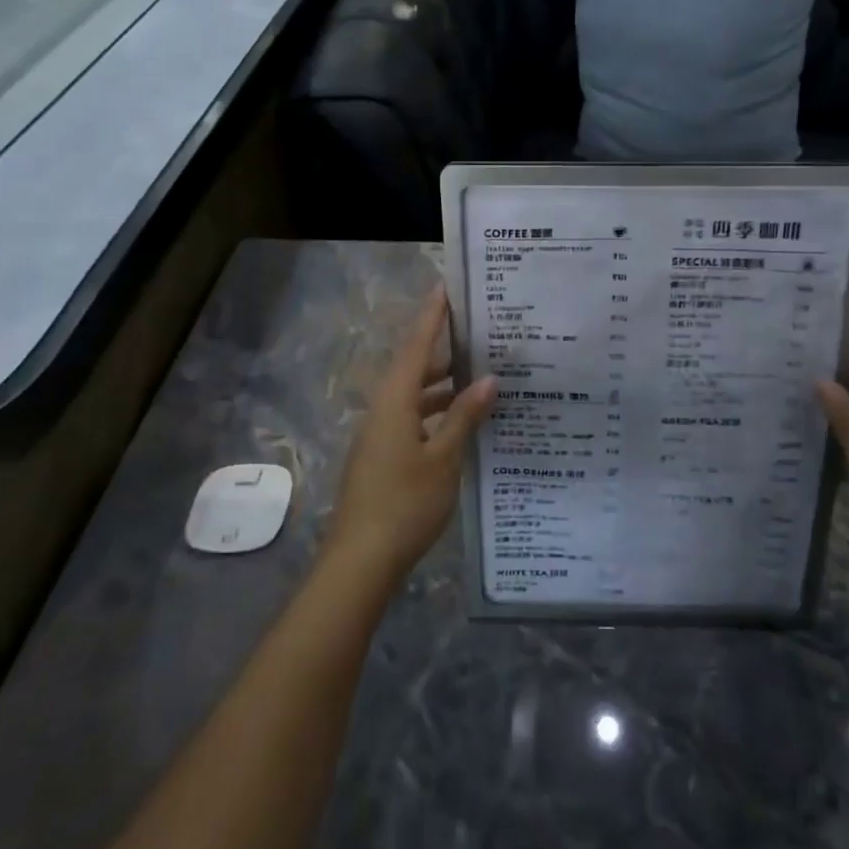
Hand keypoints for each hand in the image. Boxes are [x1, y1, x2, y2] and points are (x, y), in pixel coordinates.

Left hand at [325, 288, 496, 582]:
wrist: (360, 561)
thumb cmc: (405, 503)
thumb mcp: (443, 459)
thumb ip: (464, 417)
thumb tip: (487, 378)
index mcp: (394, 402)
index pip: (416, 347)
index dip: (432, 317)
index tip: (446, 288)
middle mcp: (382, 411)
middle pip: (413, 369)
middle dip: (442, 351)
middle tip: (477, 335)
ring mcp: (379, 436)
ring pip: (412, 397)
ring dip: (440, 385)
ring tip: (476, 376)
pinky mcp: (381, 457)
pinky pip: (410, 419)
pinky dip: (434, 412)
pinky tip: (458, 424)